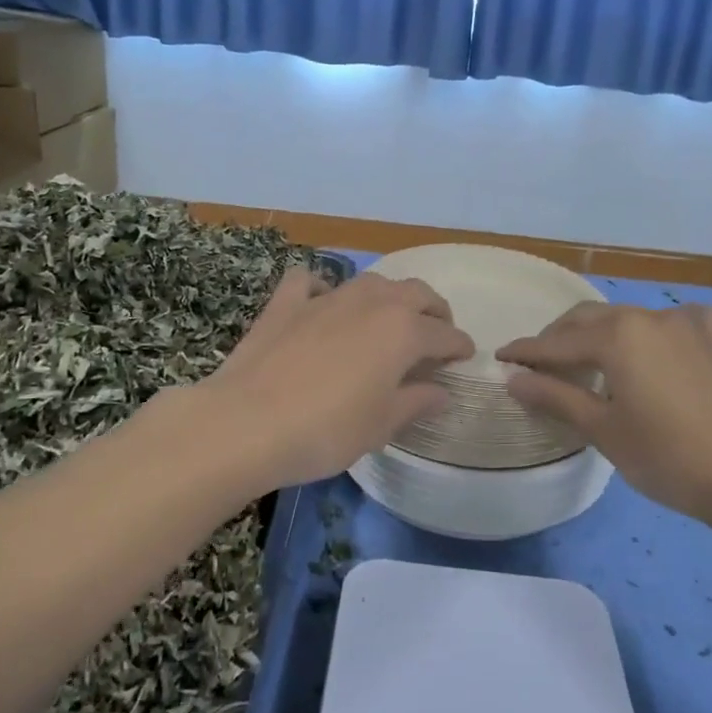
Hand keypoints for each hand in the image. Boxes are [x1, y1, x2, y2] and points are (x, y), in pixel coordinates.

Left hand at [190, 267, 474, 493]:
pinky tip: (321, 303)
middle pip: (416, 293)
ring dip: (389, 296)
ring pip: (371, 281)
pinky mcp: (286, 303)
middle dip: (434, 310)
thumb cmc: (326, 431)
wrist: (246, 423)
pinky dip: (322, 288)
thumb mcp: (381, 425)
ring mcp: (326, 297)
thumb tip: (442, 391)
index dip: (459, 346)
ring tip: (390, 317)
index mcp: (403, 332)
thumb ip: (417, 402)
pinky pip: (310, 281)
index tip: (465, 356)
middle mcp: (371, 303)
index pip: (445, 334)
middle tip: (436, 332)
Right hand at [497, 301, 711, 535]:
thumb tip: (514, 379)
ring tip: (587, 362)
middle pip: (590, 320)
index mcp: (619, 335)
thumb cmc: (670, 458)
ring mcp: (687, 323)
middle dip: (559, 338)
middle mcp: (650, 316)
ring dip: (600, 335)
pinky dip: (647, 333)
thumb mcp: (604, 431)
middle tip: (538, 364)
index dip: (527, 352)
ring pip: (628, 319)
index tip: (501, 358)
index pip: (558, 343)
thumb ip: (556, 397)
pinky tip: (650, 350)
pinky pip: (669, 323)